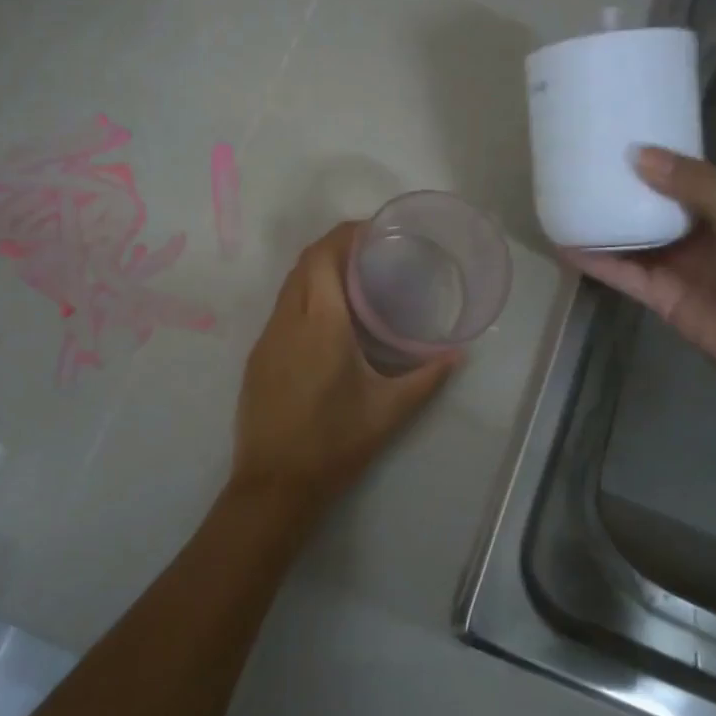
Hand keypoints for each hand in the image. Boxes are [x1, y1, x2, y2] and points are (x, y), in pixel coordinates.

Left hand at [228, 223, 457, 528]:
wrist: (275, 484)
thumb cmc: (335, 444)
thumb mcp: (389, 411)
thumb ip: (427, 377)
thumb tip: (458, 354)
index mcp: (321, 325)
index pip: (322, 256)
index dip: (344, 234)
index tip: (373, 231)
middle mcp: (288, 321)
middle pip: (304, 263)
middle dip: (333, 247)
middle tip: (369, 254)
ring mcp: (266, 339)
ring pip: (289, 286)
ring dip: (315, 272)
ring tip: (352, 281)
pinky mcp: (257, 357)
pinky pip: (281, 311)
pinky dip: (303, 298)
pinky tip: (326, 320)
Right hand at [563, 148, 715, 406]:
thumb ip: (696, 186)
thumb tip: (637, 154)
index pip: (679, 173)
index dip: (649, 157)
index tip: (608, 137)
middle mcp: (696, 230)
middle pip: (648, 204)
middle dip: (617, 188)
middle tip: (572, 166)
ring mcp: (675, 264)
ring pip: (629, 236)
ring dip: (599, 222)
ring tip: (558, 201)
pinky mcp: (658, 295)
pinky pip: (621, 272)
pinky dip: (595, 260)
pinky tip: (564, 245)